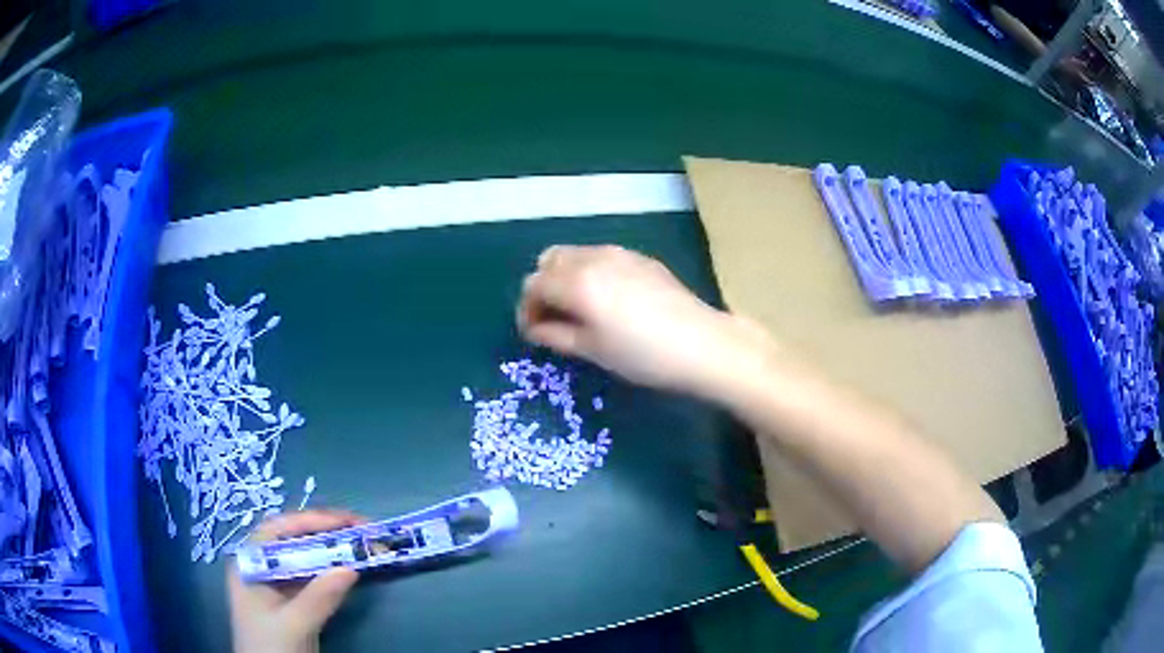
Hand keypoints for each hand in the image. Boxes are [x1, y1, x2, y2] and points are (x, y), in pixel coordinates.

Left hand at [228, 510, 365, 652]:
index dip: (309, 520)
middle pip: (291, 540)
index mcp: (250, 564)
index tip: (343, 521)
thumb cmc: (270, 648)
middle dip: (324, 532)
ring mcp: (276, 585)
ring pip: (304, 558)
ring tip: (360, 544)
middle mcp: (261, 568)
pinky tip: (349, 570)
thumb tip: (351, 567)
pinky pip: (311, 578)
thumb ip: (318, 598)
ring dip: (331, 551)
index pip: (277, 530)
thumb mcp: (293, 624)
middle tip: (359, 528)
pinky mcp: (291, 602)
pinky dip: (331, 572)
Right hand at [517, 245, 775, 399]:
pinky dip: (590, 272)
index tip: (534, 332)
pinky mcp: (640, 257)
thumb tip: (536, 328)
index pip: (533, 285)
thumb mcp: (593, 350)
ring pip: (575, 254)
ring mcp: (619, 253)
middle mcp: (593, 258)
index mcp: (576, 282)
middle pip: (549, 260)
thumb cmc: (642, 355)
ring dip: (566, 277)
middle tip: (553, 317)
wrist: (701, 344)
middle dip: (543, 287)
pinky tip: (608, 299)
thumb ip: (556, 334)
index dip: (527, 309)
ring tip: (579, 309)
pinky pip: (601, 256)